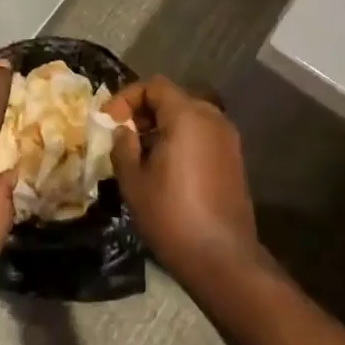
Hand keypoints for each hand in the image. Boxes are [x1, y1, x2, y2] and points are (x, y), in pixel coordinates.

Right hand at [107, 76, 259, 282]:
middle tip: (123, 136)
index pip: (154, 86)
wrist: (223, 259)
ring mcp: (228, 138)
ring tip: (141, 154)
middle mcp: (212, 117)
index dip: (127, 98)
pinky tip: (166, 168)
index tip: (110, 121)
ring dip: (162, 126)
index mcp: (187, 115)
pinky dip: (181, 139)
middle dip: (144, 112)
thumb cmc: (172, 216)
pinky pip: (202, 135)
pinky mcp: (234, 159)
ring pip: (188, 117)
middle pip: (173, 98)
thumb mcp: (133, 181)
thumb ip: (123, 146)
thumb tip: (123, 131)